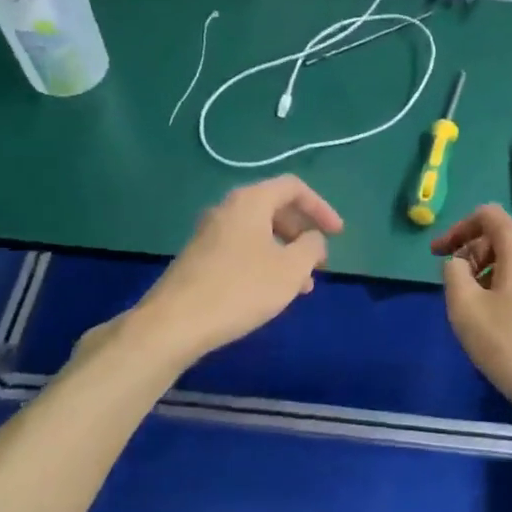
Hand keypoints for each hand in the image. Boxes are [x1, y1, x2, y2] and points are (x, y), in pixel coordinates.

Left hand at [134, 176, 343, 362]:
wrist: (174, 323)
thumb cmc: (240, 289)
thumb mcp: (290, 269)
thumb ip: (311, 247)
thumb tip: (313, 239)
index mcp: (250, 201)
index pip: (293, 187)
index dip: (321, 207)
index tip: (337, 234)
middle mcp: (227, 209)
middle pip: (275, 208)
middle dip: (303, 232)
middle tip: (319, 261)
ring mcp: (209, 233)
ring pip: (258, 232)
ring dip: (285, 252)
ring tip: (302, 285)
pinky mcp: (199, 257)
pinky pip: (241, 248)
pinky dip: (264, 261)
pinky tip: (270, 292)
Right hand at [433, 205, 511, 441]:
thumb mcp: (466, 309)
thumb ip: (453, 274)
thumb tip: (458, 263)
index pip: (487, 215)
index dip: (457, 229)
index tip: (437, 254)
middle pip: (503, 236)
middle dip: (473, 253)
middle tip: (456, 287)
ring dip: (490, 272)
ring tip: (476, 307)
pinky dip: (511, 285)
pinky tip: (503, 320)